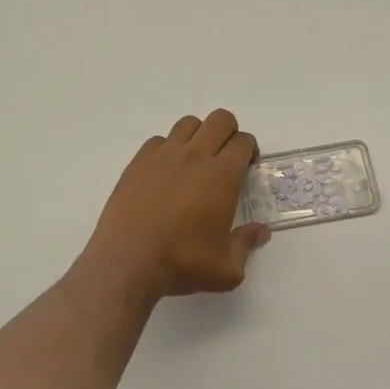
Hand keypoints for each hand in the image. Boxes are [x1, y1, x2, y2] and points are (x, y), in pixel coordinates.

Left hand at [82, 110, 270, 301]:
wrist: (127, 261)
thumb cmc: (181, 263)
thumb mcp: (225, 268)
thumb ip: (246, 245)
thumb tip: (261, 232)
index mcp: (222, 175)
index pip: (243, 141)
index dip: (250, 150)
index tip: (247, 167)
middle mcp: (195, 155)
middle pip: (220, 120)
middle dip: (229, 132)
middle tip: (226, 158)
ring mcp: (164, 155)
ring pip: (189, 124)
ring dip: (199, 135)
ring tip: (196, 161)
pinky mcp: (139, 161)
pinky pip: (159, 140)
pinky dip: (168, 148)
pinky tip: (166, 172)